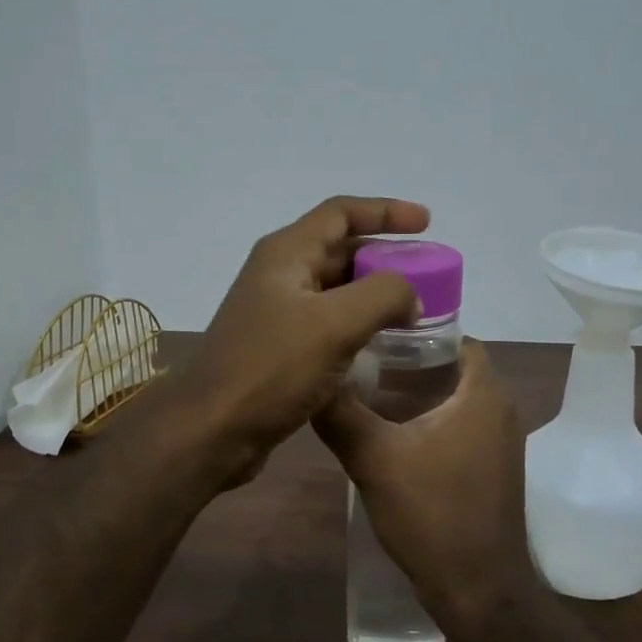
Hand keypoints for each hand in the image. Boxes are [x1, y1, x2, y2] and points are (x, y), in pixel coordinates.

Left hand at [174, 196, 430, 486]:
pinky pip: (326, 323)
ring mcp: (275, 313)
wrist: (213, 429)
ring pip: (334, 289)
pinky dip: (356, 324)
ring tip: (413, 309)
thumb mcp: (335, 324)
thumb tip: (410, 294)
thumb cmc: (272, 368)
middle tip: (427, 274)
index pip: (341, 213)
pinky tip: (381, 343)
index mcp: (285, 254)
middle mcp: (278, 275)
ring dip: (372, 293)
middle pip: (339, 249)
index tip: (427, 223)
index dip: (386, 211)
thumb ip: (383, 294)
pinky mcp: (277, 348)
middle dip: (384, 256)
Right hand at [314, 339, 536, 614]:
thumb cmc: (431, 513)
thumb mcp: (374, 458)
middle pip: (456, 369)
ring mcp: (501, 445)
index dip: (419, 332)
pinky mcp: (492, 471)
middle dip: (412, 363)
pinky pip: (462, 428)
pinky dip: (431, 421)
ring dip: (420, 394)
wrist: (477, 589)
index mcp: (483, 396)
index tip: (377, 334)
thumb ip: (341, 414)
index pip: (459, 339)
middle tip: (365, 362)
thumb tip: (313, 378)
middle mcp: (501, 412)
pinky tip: (392, 435)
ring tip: (370, 394)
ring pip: (457, 401)